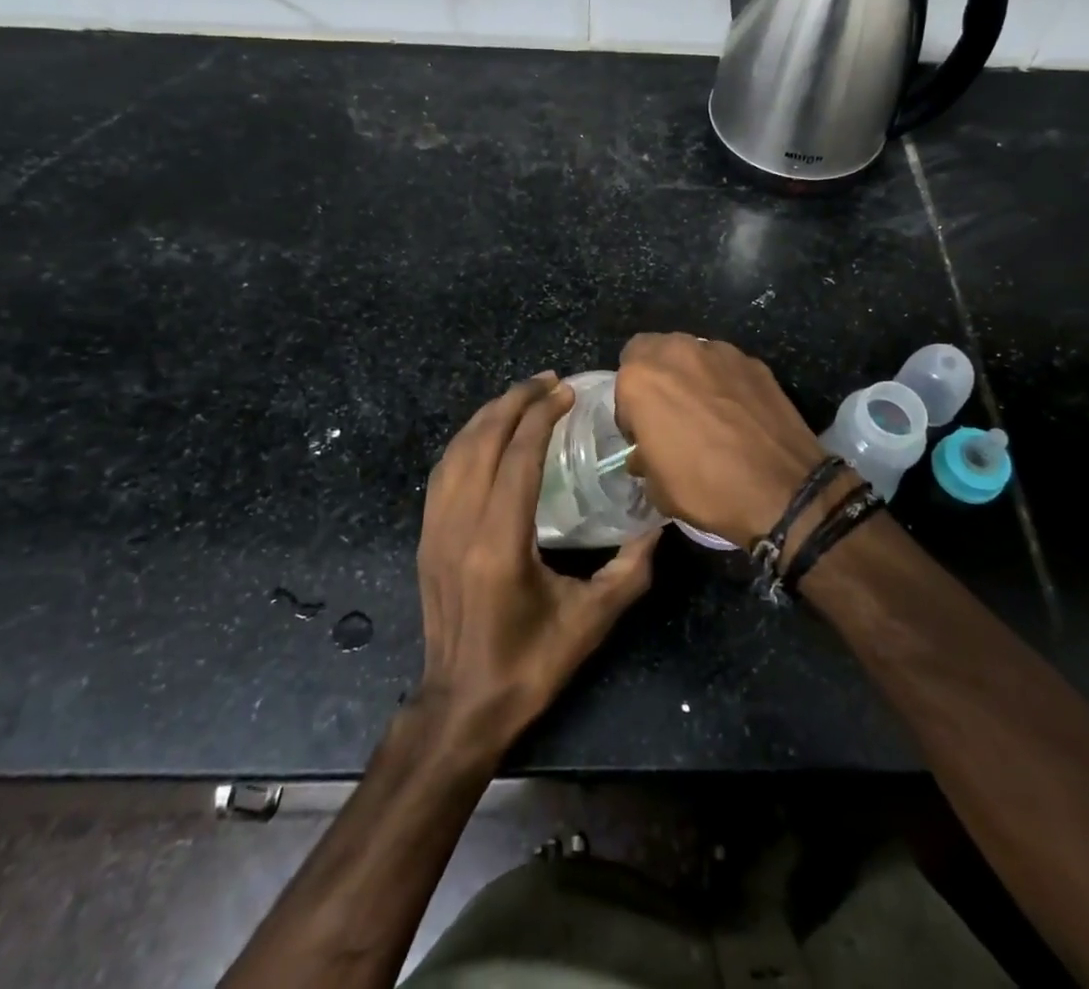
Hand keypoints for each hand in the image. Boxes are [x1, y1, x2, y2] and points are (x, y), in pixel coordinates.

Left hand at [413, 374, 659, 758]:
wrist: (460, 708)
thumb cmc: (528, 666)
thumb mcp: (590, 622)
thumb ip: (630, 570)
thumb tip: (662, 526)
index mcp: (499, 543)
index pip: (517, 457)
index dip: (541, 417)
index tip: (565, 392)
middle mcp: (460, 526)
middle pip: (481, 442)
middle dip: (514, 402)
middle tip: (547, 382)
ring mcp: (435, 530)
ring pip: (456, 452)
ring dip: (488, 416)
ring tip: (521, 396)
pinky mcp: (426, 538)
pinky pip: (442, 472)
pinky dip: (466, 441)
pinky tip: (487, 434)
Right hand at [616, 334, 834, 546]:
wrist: (782, 489)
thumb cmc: (706, 488)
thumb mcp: (656, 487)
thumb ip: (644, 456)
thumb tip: (646, 453)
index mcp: (641, 379)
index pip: (623, 376)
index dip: (631, 407)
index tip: (644, 433)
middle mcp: (677, 353)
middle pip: (655, 350)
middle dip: (657, 377)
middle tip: (669, 412)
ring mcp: (719, 352)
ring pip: (692, 353)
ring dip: (690, 375)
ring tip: (706, 410)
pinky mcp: (754, 362)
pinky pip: (726, 366)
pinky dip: (724, 382)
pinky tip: (737, 413)